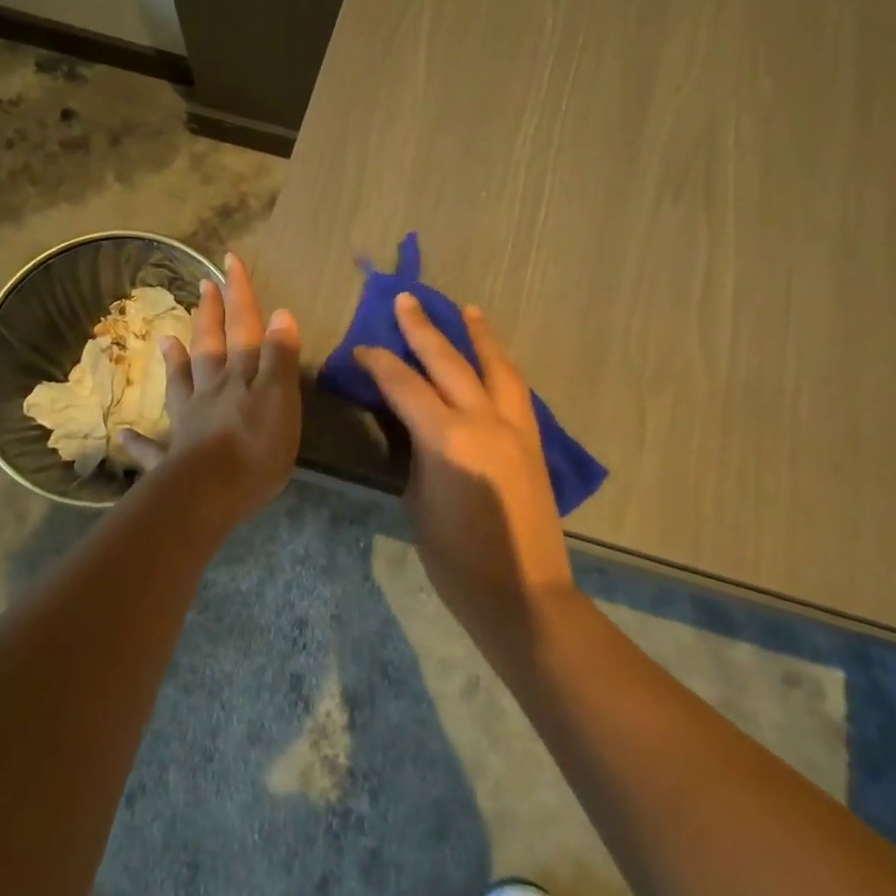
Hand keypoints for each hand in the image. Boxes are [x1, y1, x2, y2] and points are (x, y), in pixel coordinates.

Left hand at [120, 253, 301, 529]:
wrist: (211, 492)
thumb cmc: (255, 445)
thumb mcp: (281, 397)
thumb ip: (279, 356)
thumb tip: (280, 312)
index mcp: (240, 375)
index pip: (243, 326)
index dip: (239, 294)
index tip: (229, 260)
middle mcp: (211, 390)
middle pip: (210, 346)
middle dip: (210, 315)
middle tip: (205, 285)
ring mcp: (188, 421)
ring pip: (181, 384)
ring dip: (175, 361)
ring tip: (165, 339)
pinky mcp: (172, 458)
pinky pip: (153, 448)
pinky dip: (140, 442)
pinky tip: (124, 436)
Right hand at [355, 294, 577, 648]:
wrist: (524, 594)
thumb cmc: (457, 560)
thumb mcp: (419, 501)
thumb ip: (418, 452)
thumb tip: (417, 426)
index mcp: (448, 438)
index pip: (406, 386)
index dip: (380, 364)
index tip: (362, 349)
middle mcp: (484, 421)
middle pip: (450, 362)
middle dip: (424, 329)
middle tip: (407, 301)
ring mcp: (515, 428)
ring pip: (496, 367)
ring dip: (478, 336)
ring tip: (467, 310)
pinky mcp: (533, 441)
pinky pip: (514, 390)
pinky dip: (500, 366)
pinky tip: (493, 360)